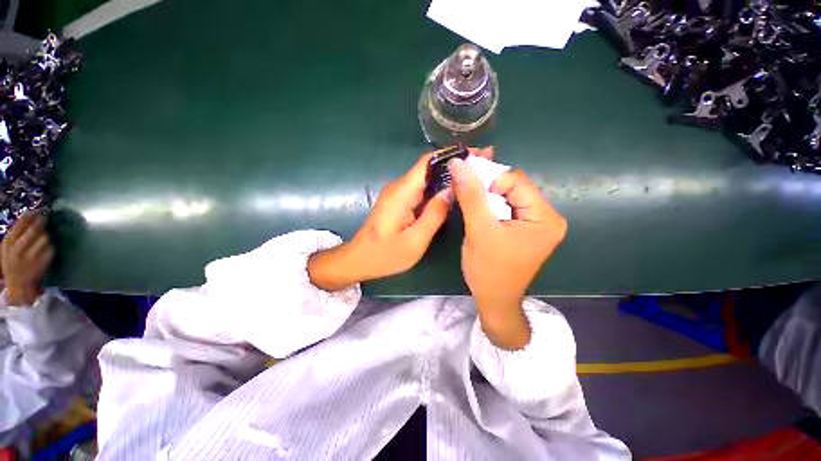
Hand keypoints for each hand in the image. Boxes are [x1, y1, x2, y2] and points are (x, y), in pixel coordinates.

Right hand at [1, 211, 53, 305]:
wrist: (19, 286)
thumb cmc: (13, 263)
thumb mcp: (8, 248)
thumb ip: (16, 234)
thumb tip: (30, 216)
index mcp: (7, 244)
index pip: (19, 225)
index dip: (29, 216)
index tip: (37, 210)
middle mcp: (17, 250)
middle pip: (33, 230)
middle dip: (40, 222)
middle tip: (44, 218)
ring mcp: (30, 257)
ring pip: (44, 238)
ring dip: (46, 235)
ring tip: (44, 237)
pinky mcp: (42, 263)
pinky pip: (51, 249)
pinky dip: (51, 246)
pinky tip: (48, 248)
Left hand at [310, 150, 478, 290]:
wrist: (359, 260)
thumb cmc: (385, 255)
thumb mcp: (415, 240)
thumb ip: (434, 214)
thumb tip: (452, 191)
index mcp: (402, 192)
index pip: (427, 162)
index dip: (451, 155)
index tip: (475, 154)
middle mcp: (399, 187)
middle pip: (429, 167)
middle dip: (455, 165)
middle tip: (483, 165)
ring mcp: (398, 194)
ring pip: (427, 178)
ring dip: (448, 176)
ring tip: (474, 177)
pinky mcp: (399, 201)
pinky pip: (422, 190)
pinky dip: (438, 188)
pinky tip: (453, 193)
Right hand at [449, 158, 566, 349]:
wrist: (493, 300)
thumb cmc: (488, 269)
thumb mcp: (479, 229)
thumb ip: (470, 195)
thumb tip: (458, 163)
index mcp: (545, 217)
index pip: (516, 181)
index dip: (489, 179)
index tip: (464, 182)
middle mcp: (545, 217)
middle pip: (513, 187)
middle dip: (486, 187)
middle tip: (463, 190)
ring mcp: (534, 224)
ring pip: (506, 197)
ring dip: (485, 196)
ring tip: (468, 202)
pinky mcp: (523, 229)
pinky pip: (505, 208)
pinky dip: (488, 206)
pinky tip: (476, 210)